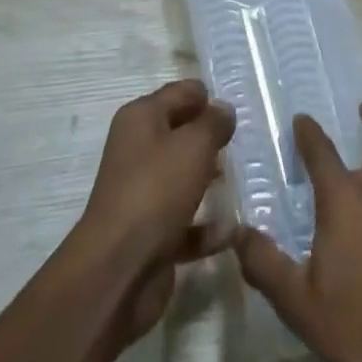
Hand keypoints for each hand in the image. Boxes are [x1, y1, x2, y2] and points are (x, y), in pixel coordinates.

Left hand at [69, 79, 235, 344]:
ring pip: (182, 177)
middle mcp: (137, 150)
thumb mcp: (194, 145)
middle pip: (180, 134)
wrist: (119, 269)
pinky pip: (184, 222)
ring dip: (209, 180)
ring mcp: (142, 193)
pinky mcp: (150, 234)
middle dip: (210, 138)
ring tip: (242, 181)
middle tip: (243, 143)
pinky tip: (230, 231)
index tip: (236, 110)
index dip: (207, 97)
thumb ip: (214, 123)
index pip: (179, 93)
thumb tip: (223, 109)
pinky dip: (205, 227)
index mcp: (141, 118)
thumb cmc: (157, 190)